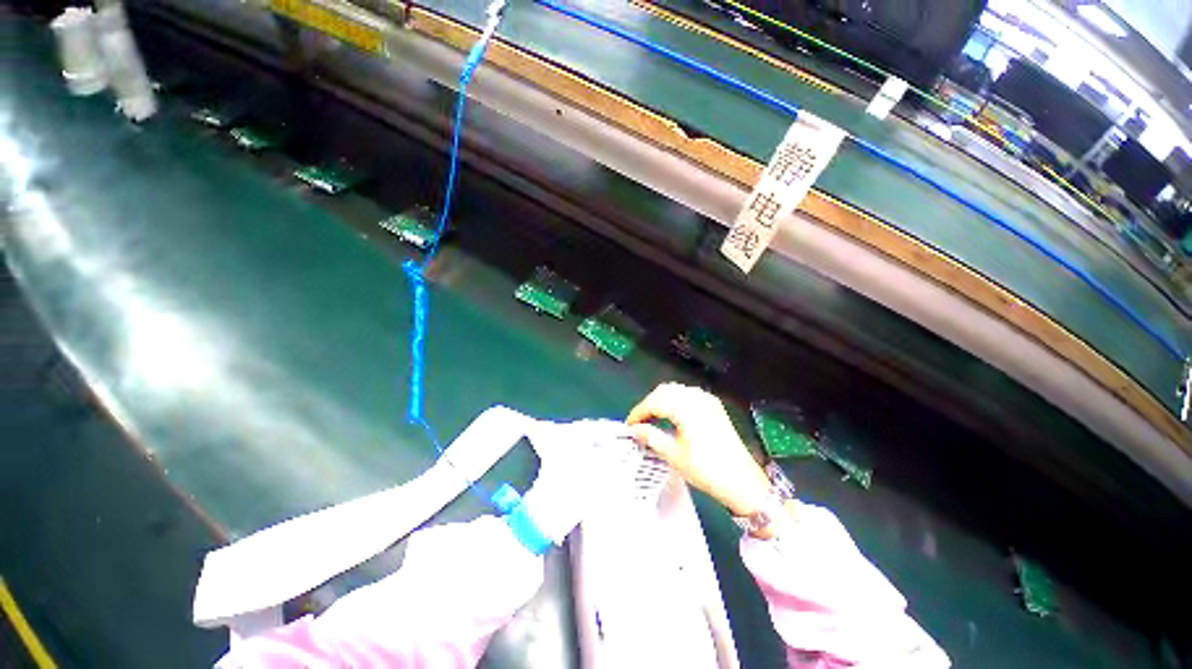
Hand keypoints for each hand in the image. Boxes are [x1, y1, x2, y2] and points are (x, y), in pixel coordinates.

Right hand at [626, 383, 770, 516]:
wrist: (743, 482)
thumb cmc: (706, 469)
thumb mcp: (674, 455)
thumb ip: (651, 437)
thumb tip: (634, 429)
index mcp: (686, 407)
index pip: (655, 402)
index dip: (639, 412)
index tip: (629, 425)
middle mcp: (697, 397)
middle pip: (664, 391)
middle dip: (649, 404)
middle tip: (639, 423)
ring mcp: (707, 400)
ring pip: (676, 391)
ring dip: (661, 401)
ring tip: (652, 420)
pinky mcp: (713, 406)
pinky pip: (688, 395)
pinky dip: (675, 402)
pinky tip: (670, 416)